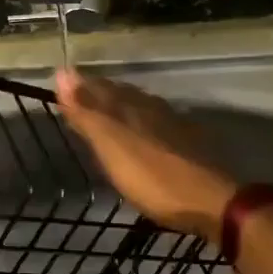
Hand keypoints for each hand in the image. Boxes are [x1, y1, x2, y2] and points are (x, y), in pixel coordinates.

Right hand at [55, 70, 237, 244]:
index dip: (80, 86)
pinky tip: (144, 131)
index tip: (61, 84)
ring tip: (108, 110)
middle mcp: (151, 108)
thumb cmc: (153, 177)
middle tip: (81, 94)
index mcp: (130, 107)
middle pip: (120, 94)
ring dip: (121, 105)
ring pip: (140, 106)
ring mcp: (172, 125)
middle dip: (99, 92)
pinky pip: (157, 122)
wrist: (212, 202)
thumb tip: (63, 71)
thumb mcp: (111, 145)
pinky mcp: (187, 145)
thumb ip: (87, 111)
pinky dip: (142, 122)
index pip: (99, 87)